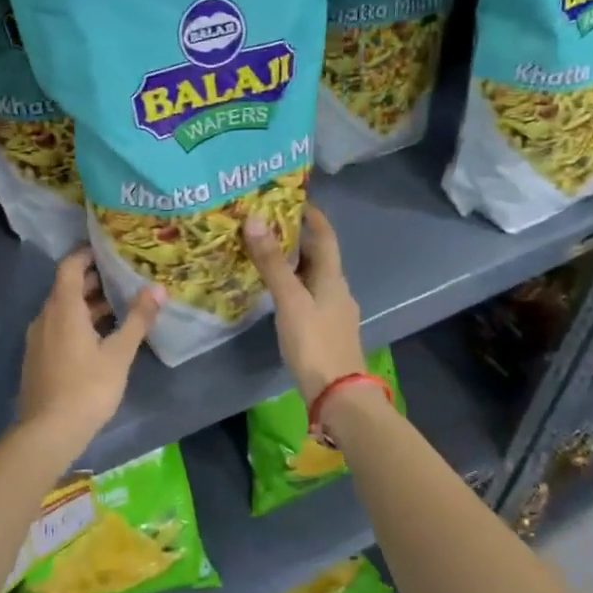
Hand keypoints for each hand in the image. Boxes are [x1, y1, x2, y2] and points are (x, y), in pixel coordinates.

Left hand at [17, 249, 161, 442]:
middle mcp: (45, 317)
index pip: (70, 266)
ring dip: (87, 305)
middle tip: (123, 279)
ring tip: (118, 308)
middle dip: (94, 281)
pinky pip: (57, 328)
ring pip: (63, 310)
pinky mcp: (37, 358)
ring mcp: (37, 339)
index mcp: (63, 308)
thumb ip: (138, 319)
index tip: (110, 251)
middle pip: (67, 288)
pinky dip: (77, 323)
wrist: (47, 433)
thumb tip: (157, 289)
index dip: (87, 254)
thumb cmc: (87, 388)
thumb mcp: (119, 354)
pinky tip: (100, 338)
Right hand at [243, 206, 366, 404]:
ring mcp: (334, 311)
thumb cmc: (314, 342)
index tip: (291, 198)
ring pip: (312, 277)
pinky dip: (293, 286)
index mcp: (333, 277)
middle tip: (265, 225)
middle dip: (296, 238)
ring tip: (264, 255)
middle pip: (318, 255)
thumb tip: (255, 220)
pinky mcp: (326, 330)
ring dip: (292, 263)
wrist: (338, 394)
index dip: (312, 215)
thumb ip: (272, 262)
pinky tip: (276, 294)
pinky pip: (308, 297)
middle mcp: (337, 289)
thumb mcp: (290, 300)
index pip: (325, 235)